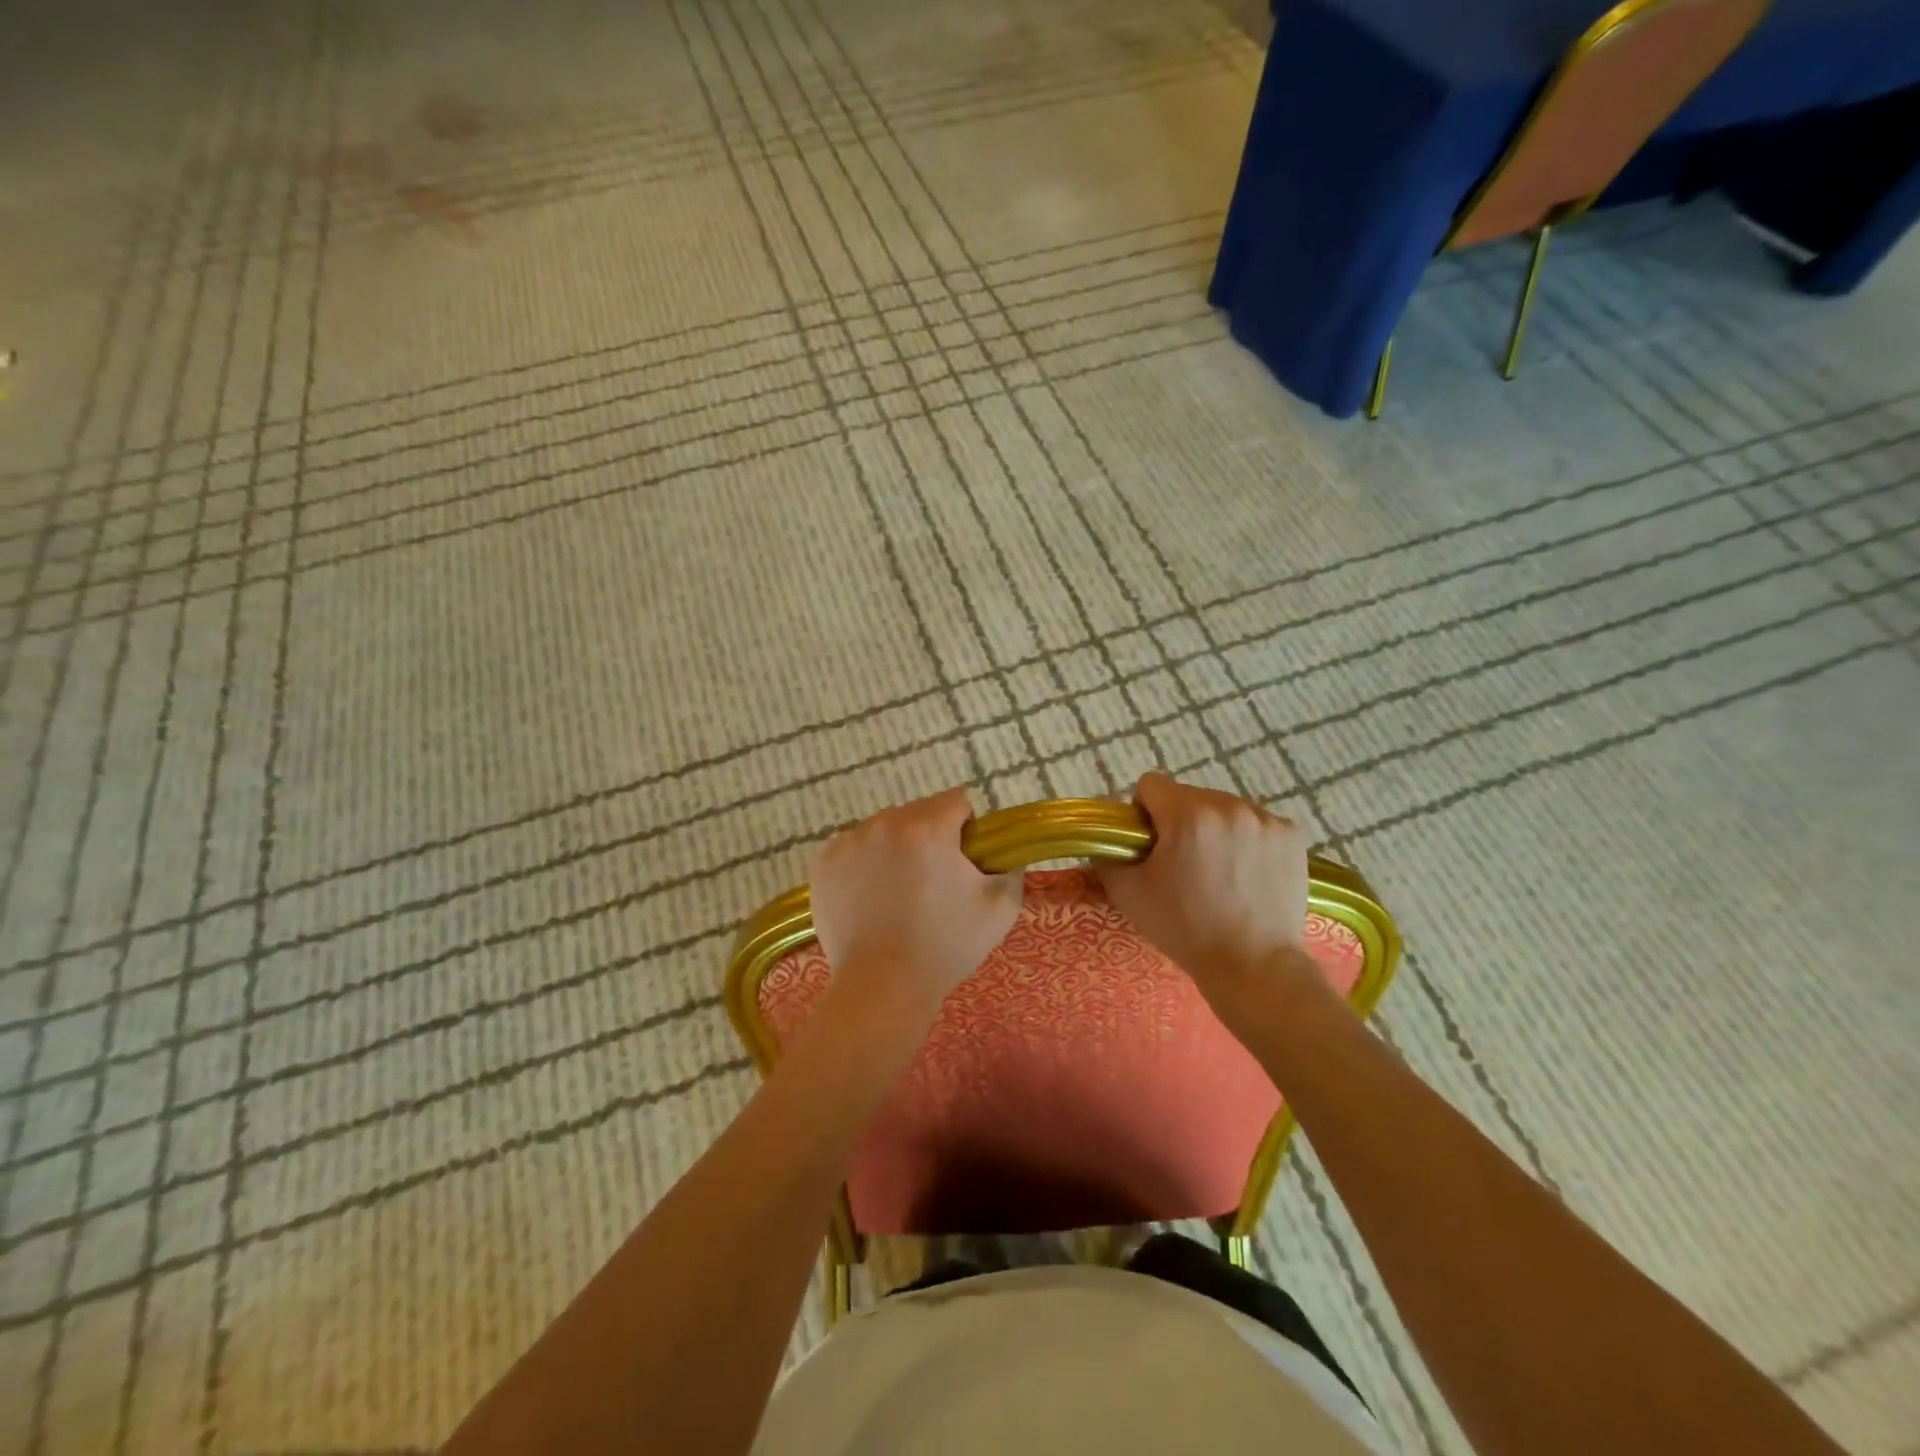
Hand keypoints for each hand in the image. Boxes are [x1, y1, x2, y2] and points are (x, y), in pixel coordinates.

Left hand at [810, 787, 1022, 1025]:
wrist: (882, 986)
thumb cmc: (945, 946)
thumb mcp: (1000, 908)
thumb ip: (1010, 868)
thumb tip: (1003, 853)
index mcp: (928, 827)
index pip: (957, 801)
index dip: (968, 829)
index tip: (965, 862)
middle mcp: (884, 823)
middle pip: (918, 813)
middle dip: (931, 837)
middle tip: (934, 883)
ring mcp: (849, 842)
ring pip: (884, 830)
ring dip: (896, 848)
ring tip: (898, 894)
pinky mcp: (823, 863)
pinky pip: (854, 848)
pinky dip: (865, 864)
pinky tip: (871, 898)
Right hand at [1095, 772, 1315, 1009]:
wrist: (1253, 966)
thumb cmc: (1185, 929)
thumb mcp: (1128, 894)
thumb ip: (1107, 856)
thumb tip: (1105, 839)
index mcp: (1187, 815)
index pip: (1151, 784)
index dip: (1143, 812)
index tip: (1149, 844)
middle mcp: (1229, 805)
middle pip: (1189, 796)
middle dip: (1179, 821)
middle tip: (1182, 864)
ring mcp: (1265, 819)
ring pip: (1223, 808)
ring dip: (1214, 828)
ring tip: (1218, 871)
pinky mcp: (1292, 835)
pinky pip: (1256, 823)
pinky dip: (1247, 840)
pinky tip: (1246, 873)